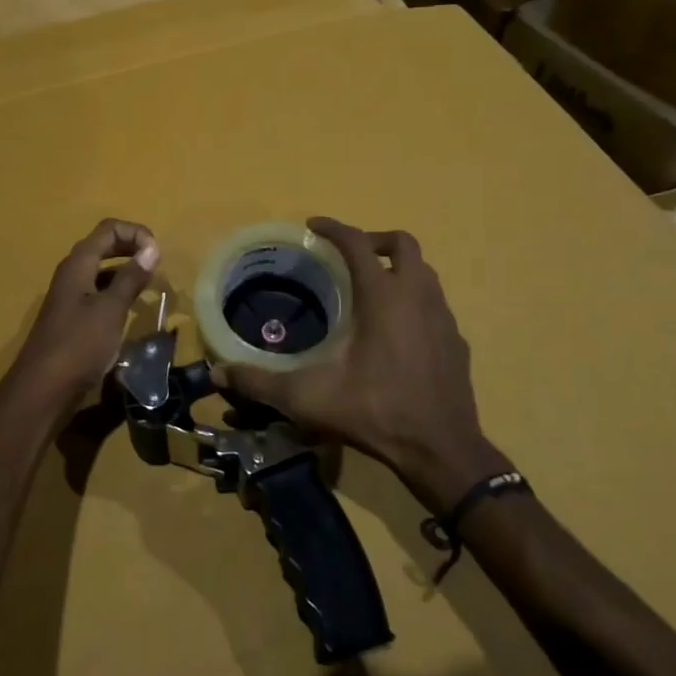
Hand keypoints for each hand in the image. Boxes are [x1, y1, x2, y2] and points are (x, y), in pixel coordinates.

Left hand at [4, 219, 159, 414]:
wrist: (42, 389)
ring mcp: (69, 296)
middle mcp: (71, 273)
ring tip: (149, 285)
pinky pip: (97, 292)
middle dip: (131, 247)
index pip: (108, 229)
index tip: (157, 253)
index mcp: (78, 264)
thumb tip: (151, 248)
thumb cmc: (78, 345)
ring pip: (100, 270)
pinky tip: (131, 309)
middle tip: (157, 264)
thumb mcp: (110, 310)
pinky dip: (116, 291)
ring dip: (125, 270)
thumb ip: (130, 278)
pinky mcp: (71, 318)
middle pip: (103, 245)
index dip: (135, 232)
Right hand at [226, 217, 505, 513]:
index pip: (357, 243)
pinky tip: (397, 331)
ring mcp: (443, 319)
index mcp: (383, 297)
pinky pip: (436, 305)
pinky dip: (415, 301)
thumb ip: (260, 382)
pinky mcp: (457, 342)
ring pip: (425, 272)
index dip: (334, 228)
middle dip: (374, 240)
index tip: (313, 225)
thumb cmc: (374, 411)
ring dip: (398, 269)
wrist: (441, 450)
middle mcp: (417, 297)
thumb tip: (219, 373)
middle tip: (348, 256)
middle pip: (403, 244)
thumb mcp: (308, 398)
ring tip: (371, 288)